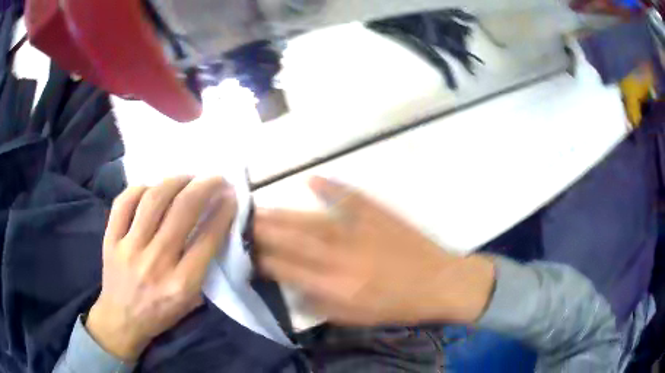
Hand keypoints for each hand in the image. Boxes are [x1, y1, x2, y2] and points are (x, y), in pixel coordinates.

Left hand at [86, 176, 235, 360]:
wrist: (121, 319)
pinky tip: (152, 188)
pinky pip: (124, 202)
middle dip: (205, 187)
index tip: (231, 197)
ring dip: (175, 181)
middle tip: (215, 178)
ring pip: (153, 200)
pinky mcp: (110, 239)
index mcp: (181, 284)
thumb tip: (214, 228)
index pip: (207, 239)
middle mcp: (156, 262)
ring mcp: (129, 248)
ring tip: (187, 178)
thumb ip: (203, 268)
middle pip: (182, 211)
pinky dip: (140, 189)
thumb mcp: (191, 302)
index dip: (223, 212)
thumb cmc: (160, 313)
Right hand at [255, 177, 494, 325]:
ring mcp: (361, 231)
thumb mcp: (357, 318)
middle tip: (239, 222)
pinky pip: (350, 197)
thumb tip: (293, 288)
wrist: (440, 283)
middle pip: (292, 240)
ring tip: (259, 208)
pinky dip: (331, 187)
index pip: (286, 270)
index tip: (246, 254)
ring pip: (311, 220)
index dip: (262, 261)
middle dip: (261, 231)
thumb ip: (321, 305)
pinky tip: (312, 178)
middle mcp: (342, 257)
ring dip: (282, 214)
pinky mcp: (378, 215)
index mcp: (336, 286)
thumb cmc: (399, 306)